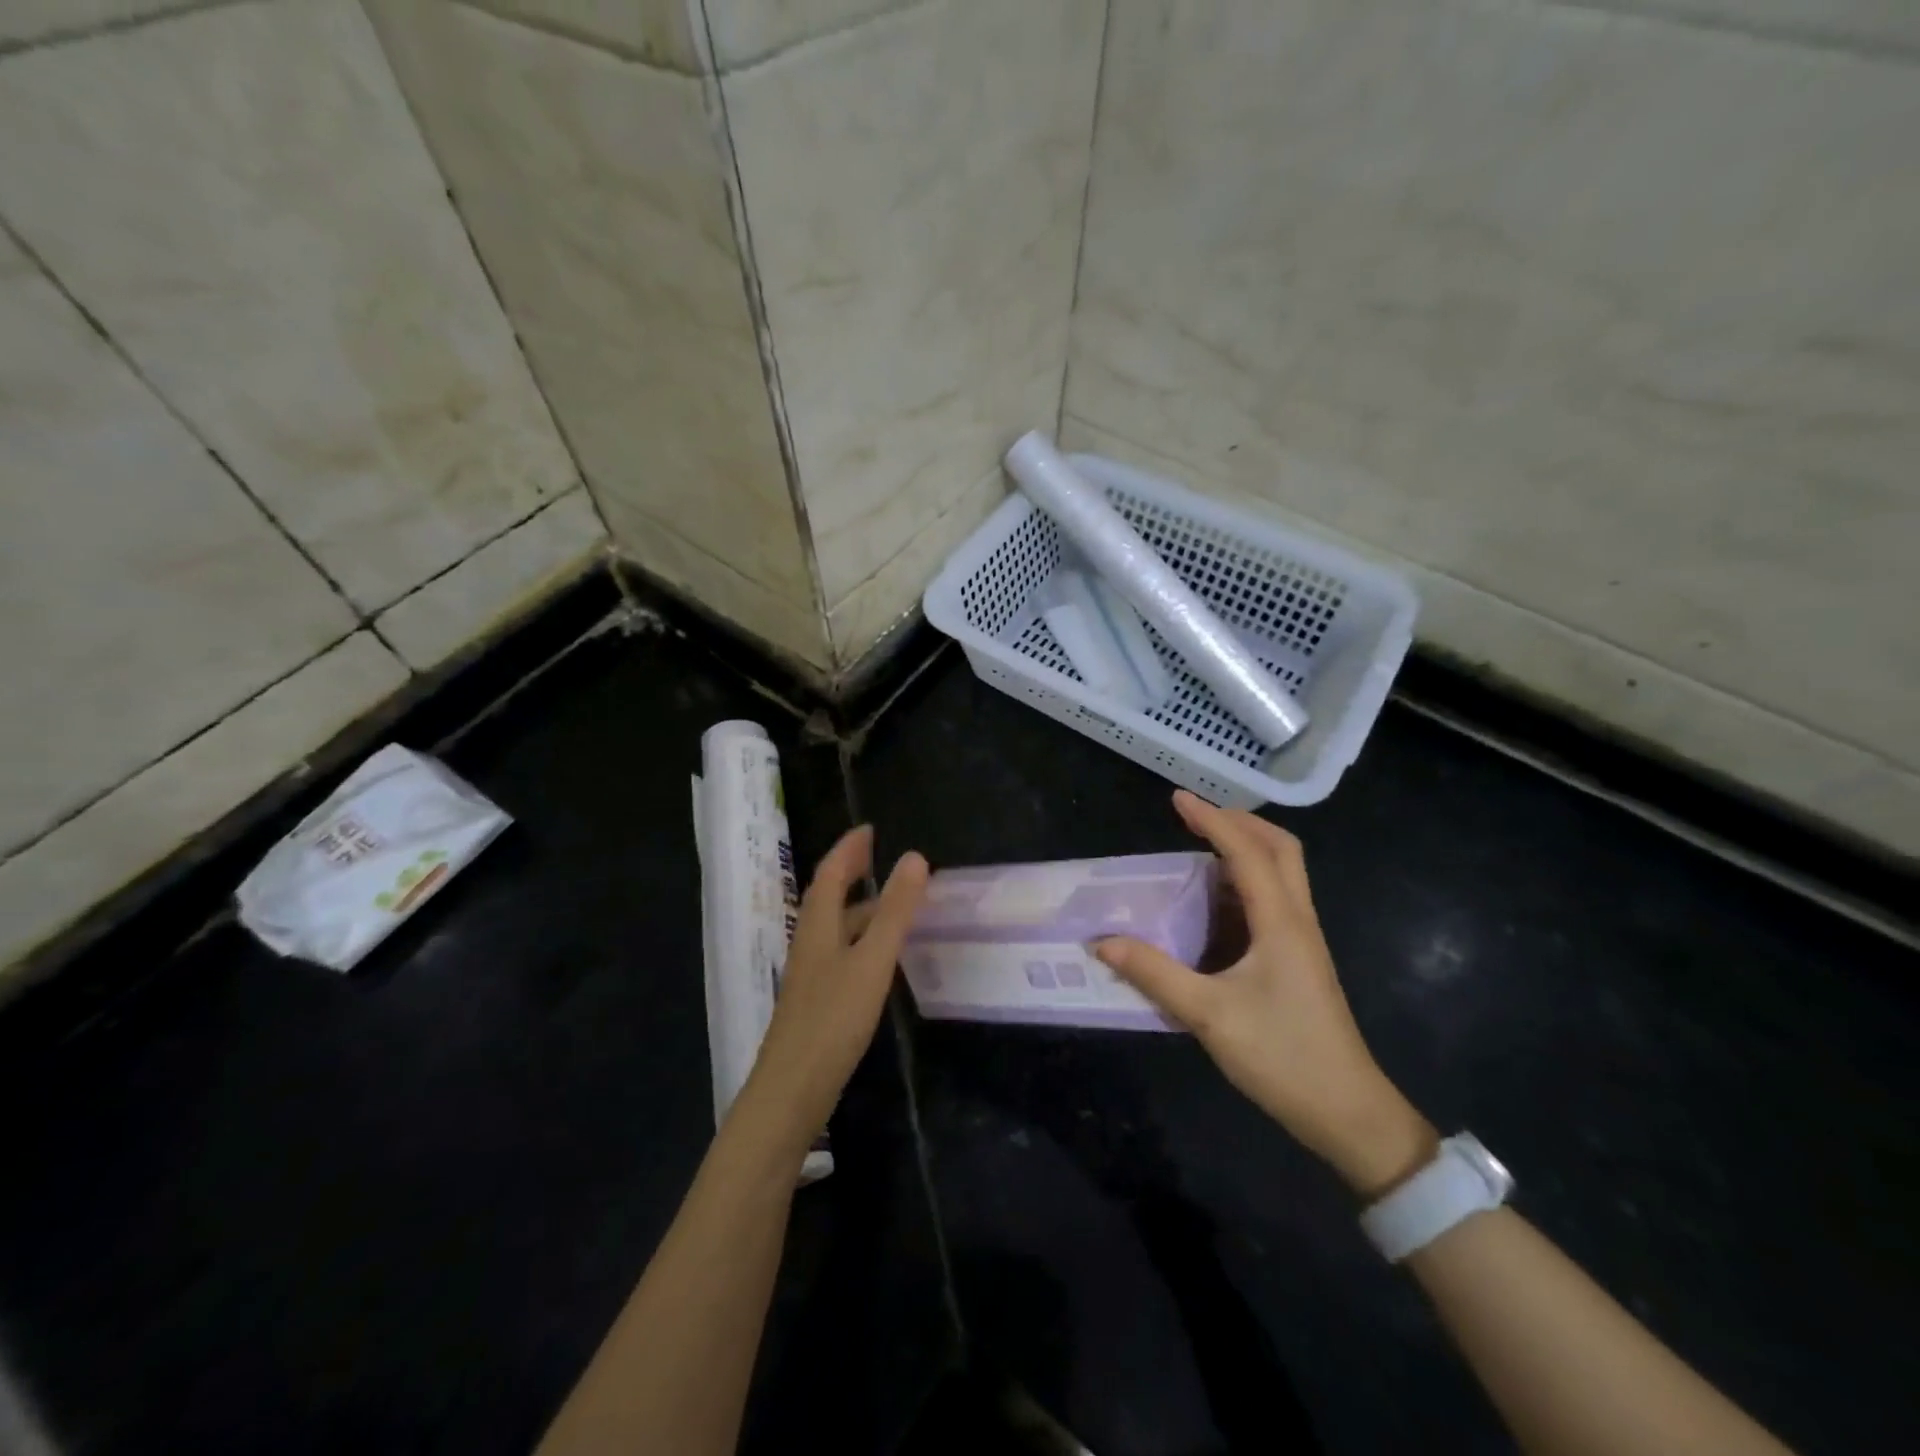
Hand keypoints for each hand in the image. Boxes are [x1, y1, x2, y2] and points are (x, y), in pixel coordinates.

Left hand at [745, 825, 928, 1142]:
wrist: (791, 1092)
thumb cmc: (833, 1020)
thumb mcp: (872, 961)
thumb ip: (894, 911)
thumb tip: (914, 857)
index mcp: (818, 926)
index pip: (831, 874)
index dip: (849, 849)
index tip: (869, 829)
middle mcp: (810, 943)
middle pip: (828, 897)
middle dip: (851, 871)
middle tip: (878, 856)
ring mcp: (811, 975)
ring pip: (834, 927)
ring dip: (858, 906)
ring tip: (891, 901)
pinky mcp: (817, 1001)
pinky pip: (840, 952)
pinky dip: (860, 937)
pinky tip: (878, 956)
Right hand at [1095, 791, 1433, 1196]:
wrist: (1348, 1113)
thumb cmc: (1283, 1057)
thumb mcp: (1209, 1016)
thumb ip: (1154, 974)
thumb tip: (1102, 942)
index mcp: (1281, 922)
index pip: (1247, 851)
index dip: (1211, 820)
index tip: (1177, 800)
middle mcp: (1297, 920)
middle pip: (1281, 849)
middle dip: (1239, 822)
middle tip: (1196, 816)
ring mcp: (1302, 941)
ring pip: (1282, 873)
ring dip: (1245, 849)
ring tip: (1198, 849)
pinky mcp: (1299, 961)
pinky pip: (1274, 902)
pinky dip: (1244, 884)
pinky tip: (1212, 904)